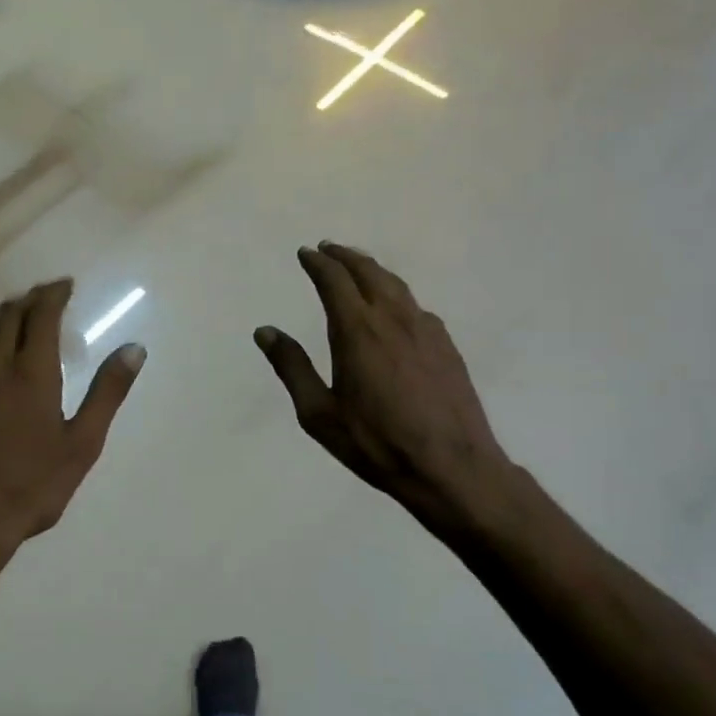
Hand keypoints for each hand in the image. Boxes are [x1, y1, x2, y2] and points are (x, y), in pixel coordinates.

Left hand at [0, 279, 144, 545]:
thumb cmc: (32, 484)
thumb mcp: (83, 443)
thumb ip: (108, 393)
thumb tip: (134, 349)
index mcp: (30, 373)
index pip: (40, 317)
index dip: (53, 295)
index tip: (66, 285)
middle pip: (8, 317)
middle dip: (30, 299)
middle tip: (48, 295)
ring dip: (6, 316)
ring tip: (22, 314)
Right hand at [255, 244, 517, 533]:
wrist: (450, 466)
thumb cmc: (376, 443)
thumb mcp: (319, 413)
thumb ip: (292, 367)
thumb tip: (265, 331)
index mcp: (357, 330)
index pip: (334, 280)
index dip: (318, 263)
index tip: (306, 253)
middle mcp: (393, 318)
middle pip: (368, 272)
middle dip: (345, 256)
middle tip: (328, 249)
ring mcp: (426, 329)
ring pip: (396, 285)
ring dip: (373, 270)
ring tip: (359, 268)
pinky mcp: (447, 346)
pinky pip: (416, 307)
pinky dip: (397, 295)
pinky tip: (396, 310)